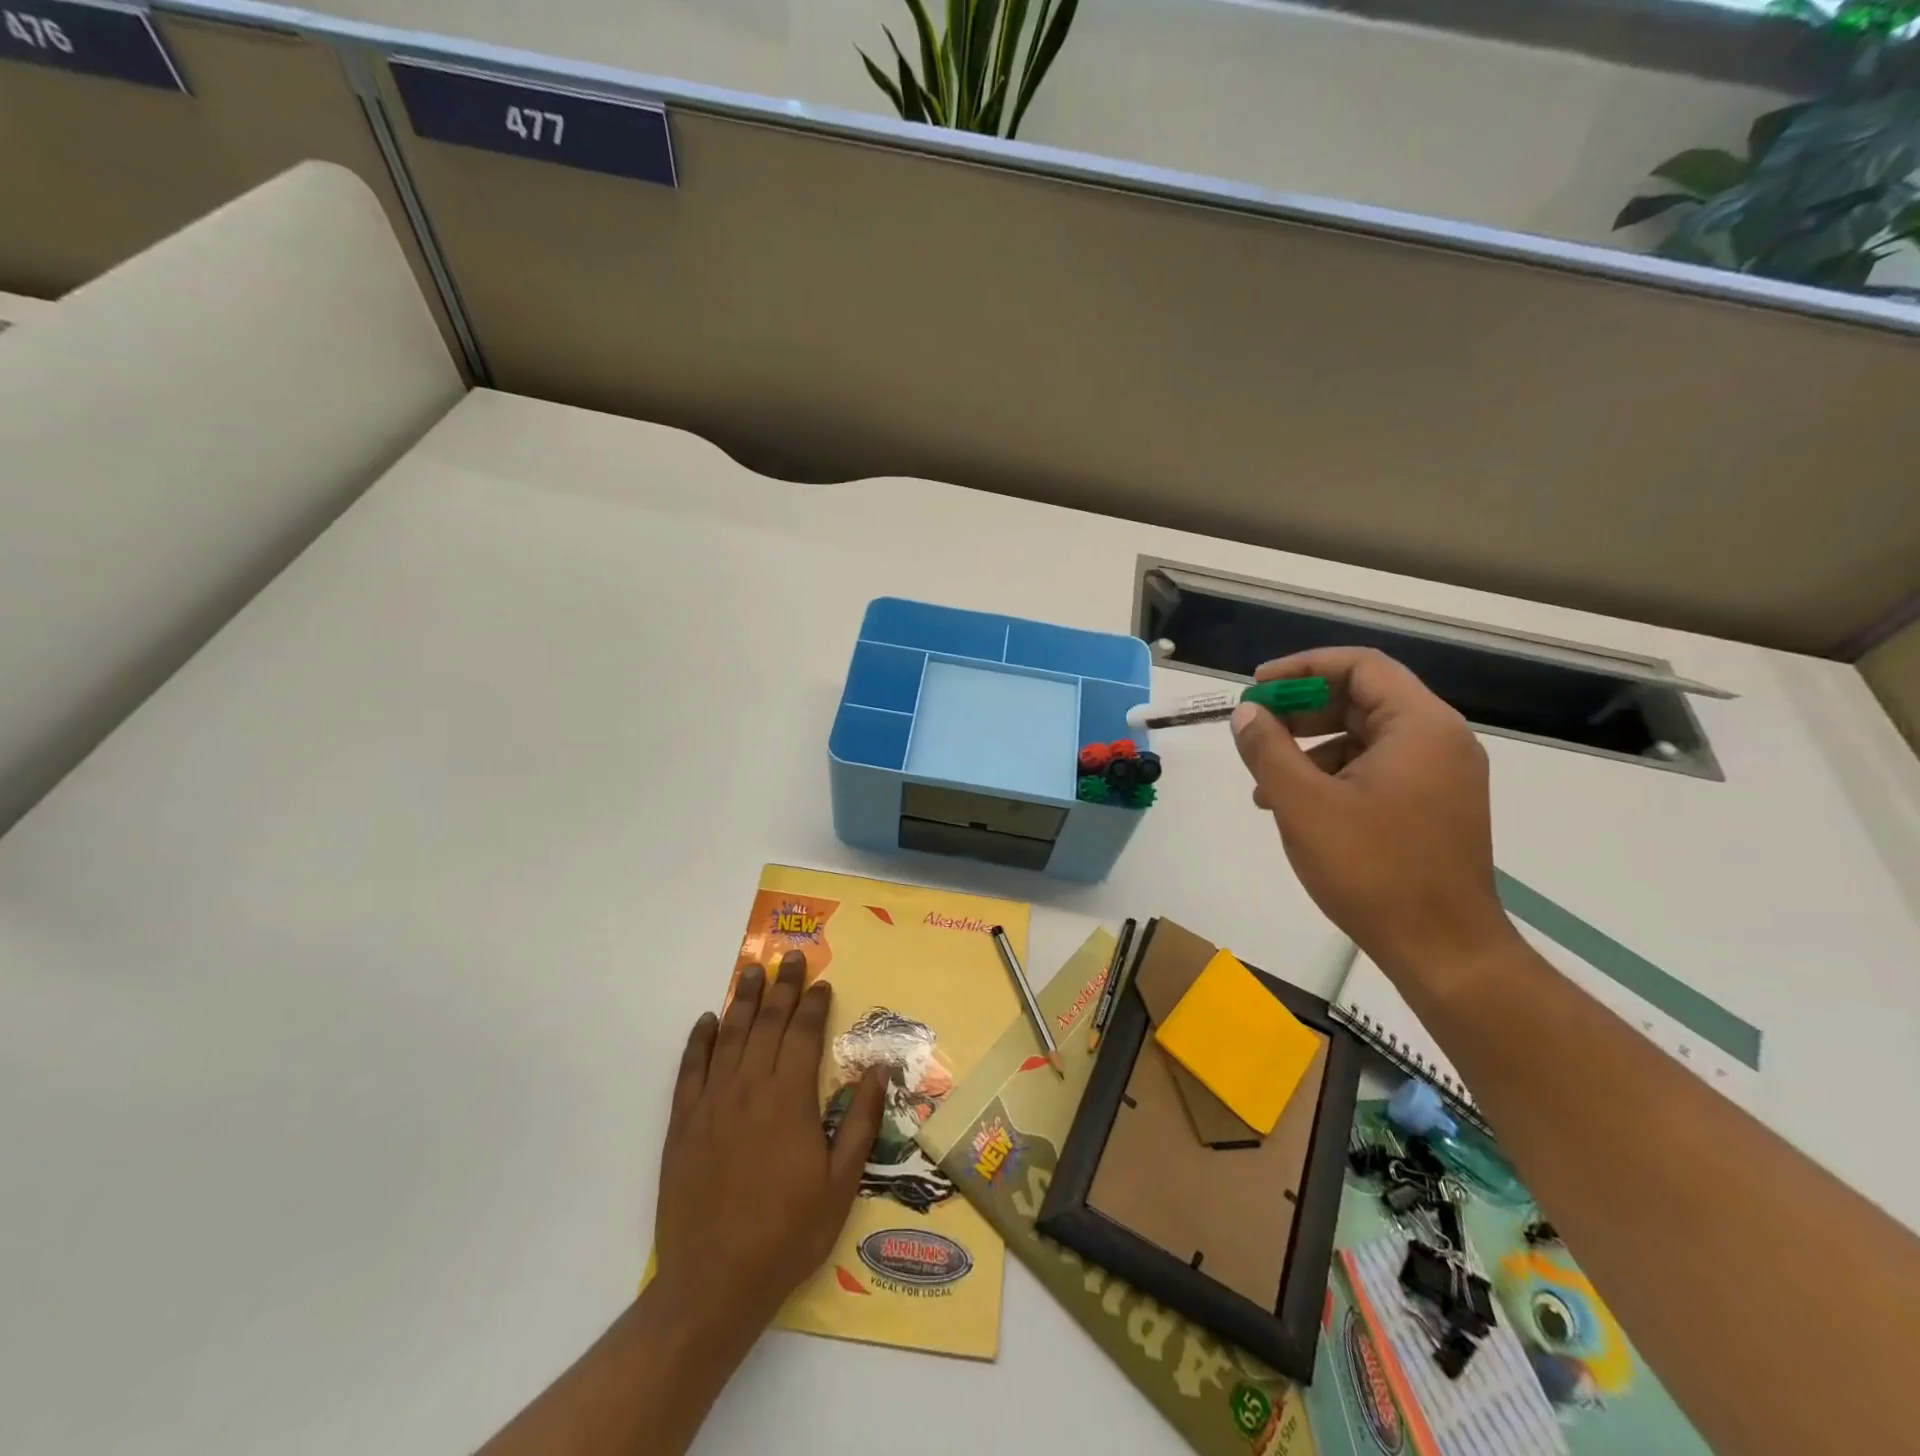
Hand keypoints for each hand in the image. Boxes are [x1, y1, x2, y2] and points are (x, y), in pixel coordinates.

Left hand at [651, 951, 887, 1355]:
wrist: (714, 1284)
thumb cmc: (787, 1234)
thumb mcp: (841, 1184)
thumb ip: (860, 1122)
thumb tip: (878, 1070)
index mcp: (789, 1099)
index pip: (803, 1034)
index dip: (813, 1004)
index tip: (821, 983)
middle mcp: (749, 1089)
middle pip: (767, 1024)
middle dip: (781, 987)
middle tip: (790, 957)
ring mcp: (711, 1104)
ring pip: (729, 1037)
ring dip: (742, 1000)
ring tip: (751, 971)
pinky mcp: (682, 1125)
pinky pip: (690, 1070)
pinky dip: (699, 1041)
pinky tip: (706, 1021)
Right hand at [1229, 648, 1515, 978]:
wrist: (1443, 950)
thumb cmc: (1372, 869)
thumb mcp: (1303, 804)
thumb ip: (1268, 749)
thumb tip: (1246, 713)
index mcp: (1420, 726)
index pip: (1360, 666)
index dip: (1302, 668)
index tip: (1256, 687)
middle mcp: (1439, 741)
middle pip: (1361, 699)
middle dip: (1300, 710)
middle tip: (1253, 728)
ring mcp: (1439, 776)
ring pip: (1363, 737)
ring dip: (1309, 748)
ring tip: (1263, 783)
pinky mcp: (1432, 807)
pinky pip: (1374, 770)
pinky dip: (1331, 776)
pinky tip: (1293, 807)